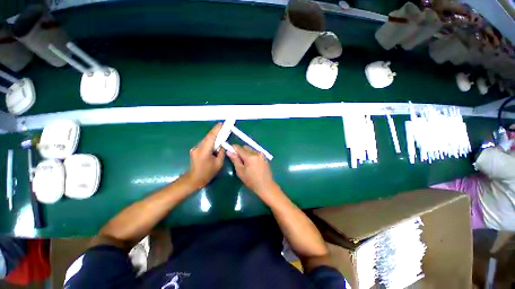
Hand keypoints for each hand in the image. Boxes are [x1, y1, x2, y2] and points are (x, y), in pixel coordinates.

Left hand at [186, 124, 224, 189]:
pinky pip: (204, 143)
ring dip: (213, 136)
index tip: (222, 124)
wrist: (194, 179)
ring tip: (221, 134)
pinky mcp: (195, 150)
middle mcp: (198, 147)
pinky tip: (215, 142)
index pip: (211, 137)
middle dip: (216, 132)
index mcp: (204, 151)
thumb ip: (221, 152)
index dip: (216, 130)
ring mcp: (195, 148)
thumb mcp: (219, 163)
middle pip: (208, 137)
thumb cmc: (208, 173)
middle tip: (223, 128)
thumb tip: (222, 144)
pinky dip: (210, 141)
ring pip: (206, 139)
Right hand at [227, 145, 276, 196]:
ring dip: (247, 153)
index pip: (239, 148)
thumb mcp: (240, 171)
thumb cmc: (251, 181)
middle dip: (240, 151)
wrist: (266, 186)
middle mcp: (256, 153)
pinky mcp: (264, 157)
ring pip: (251, 150)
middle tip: (238, 159)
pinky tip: (252, 164)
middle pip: (245, 147)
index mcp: (250, 156)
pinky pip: (256, 153)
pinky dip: (252, 156)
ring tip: (246, 163)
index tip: (229, 150)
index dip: (233, 148)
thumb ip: (235, 160)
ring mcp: (261, 155)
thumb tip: (228, 151)